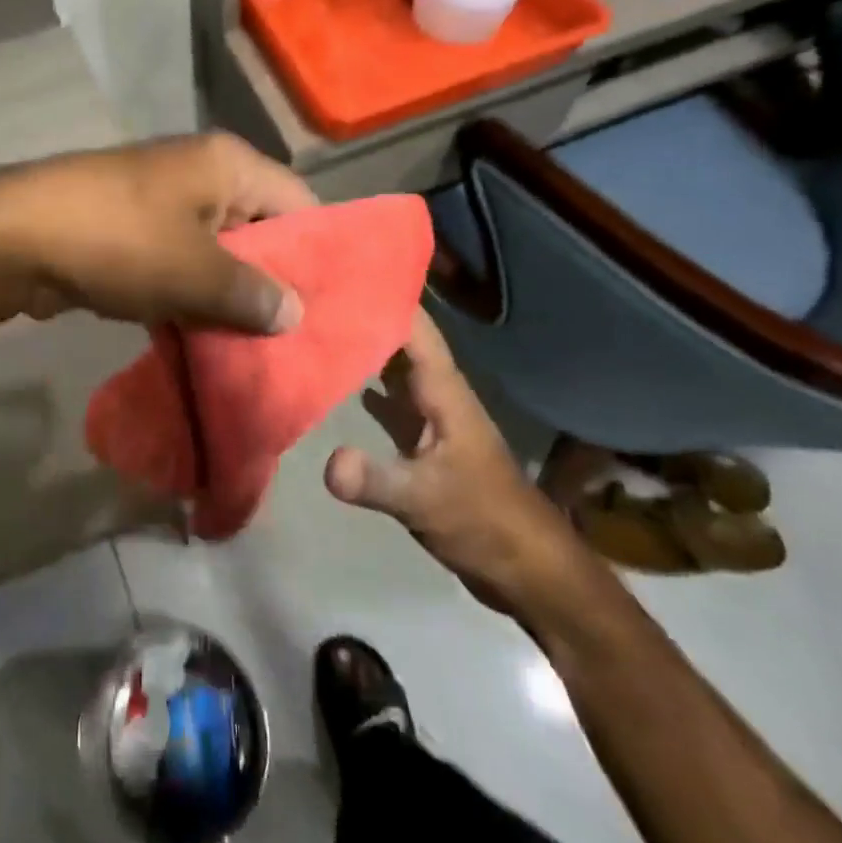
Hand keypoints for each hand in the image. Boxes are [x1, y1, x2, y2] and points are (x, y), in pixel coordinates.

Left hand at [0, 133, 316, 332]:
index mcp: (226, 164)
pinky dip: (191, 297)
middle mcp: (199, 173)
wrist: (15, 236)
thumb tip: (294, 313)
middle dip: (272, 282)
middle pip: (258, 228)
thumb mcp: (196, 273)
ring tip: (256, 350)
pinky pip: (179, 264)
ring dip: (229, 297)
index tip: (332, 306)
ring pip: (216, 252)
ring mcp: (161, 201)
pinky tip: (206, 341)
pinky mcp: (132, 230)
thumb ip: (253, 294)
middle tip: (295, 339)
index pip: (299, 202)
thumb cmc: (120, 242)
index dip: (319, 253)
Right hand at [324, 309, 588, 609]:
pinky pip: (388, 398)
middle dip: (364, 314)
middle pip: (399, 340)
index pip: (413, 328)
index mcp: (443, 391)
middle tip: (314, 291)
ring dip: (363, 345)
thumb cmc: (485, 522)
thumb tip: (327, 463)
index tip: (340, 272)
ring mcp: (430, 416)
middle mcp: (436, 393)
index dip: (383, 296)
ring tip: (319, 322)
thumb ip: (376, 480)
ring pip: (393, 367)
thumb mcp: (426, 500)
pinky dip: (364, 383)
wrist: (528, 570)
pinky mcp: (422, 442)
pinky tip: (335, 377)